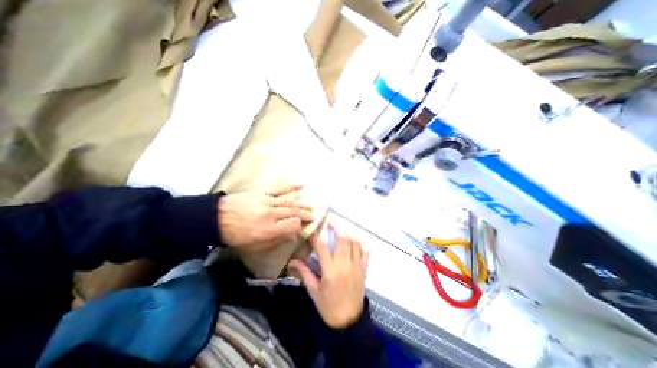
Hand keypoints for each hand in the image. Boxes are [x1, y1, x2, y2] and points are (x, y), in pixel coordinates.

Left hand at [217, 181, 315, 249]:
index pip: (292, 225)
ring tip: (311, 205)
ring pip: (289, 201)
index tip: (301, 227)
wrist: (216, 219)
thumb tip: (292, 236)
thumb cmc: (235, 236)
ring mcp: (266, 201)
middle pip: (294, 212)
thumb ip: (276, 241)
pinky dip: (290, 185)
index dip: (299, 226)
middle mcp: (270, 214)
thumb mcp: (254, 246)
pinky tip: (301, 184)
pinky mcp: (261, 192)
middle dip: (305, 214)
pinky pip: (278, 187)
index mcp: (268, 230)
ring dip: (302, 203)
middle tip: (313, 215)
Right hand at [288, 226, 367, 328]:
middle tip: (330, 222)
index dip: (316, 237)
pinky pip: (364, 252)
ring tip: (341, 228)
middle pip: (343, 239)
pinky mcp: (363, 269)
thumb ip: (305, 273)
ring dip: (348, 233)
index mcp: (331, 271)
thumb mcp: (314, 291)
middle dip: (337, 228)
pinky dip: (360, 243)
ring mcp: (357, 266)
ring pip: (355, 242)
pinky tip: (355, 240)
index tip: (311, 230)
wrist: (349, 321)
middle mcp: (345, 265)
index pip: (322, 248)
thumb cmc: (328, 306)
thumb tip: (292, 261)